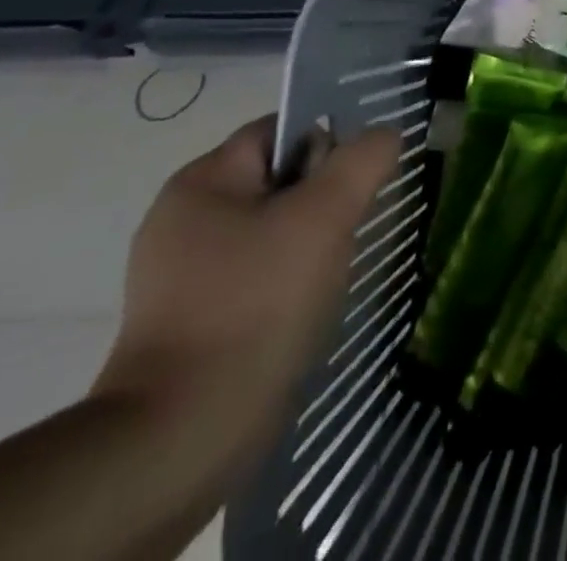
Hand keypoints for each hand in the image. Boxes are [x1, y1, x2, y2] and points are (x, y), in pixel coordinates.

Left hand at [93, 116, 401, 476]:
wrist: (185, 435)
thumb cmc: (256, 302)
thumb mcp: (324, 215)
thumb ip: (362, 160)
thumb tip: (383, 136)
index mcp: (201, 183)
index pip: (280, 130)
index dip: (328, 141)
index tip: (361, 176)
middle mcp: (183, 220)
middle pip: (279, 179)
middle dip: (324, 196)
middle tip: (353, 225)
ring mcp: (183, 276)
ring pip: (273, 230)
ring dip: (312, 241)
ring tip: (335, 271)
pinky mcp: (192, 322)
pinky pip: (257, 275)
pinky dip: (289, 281)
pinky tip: (308, 307)